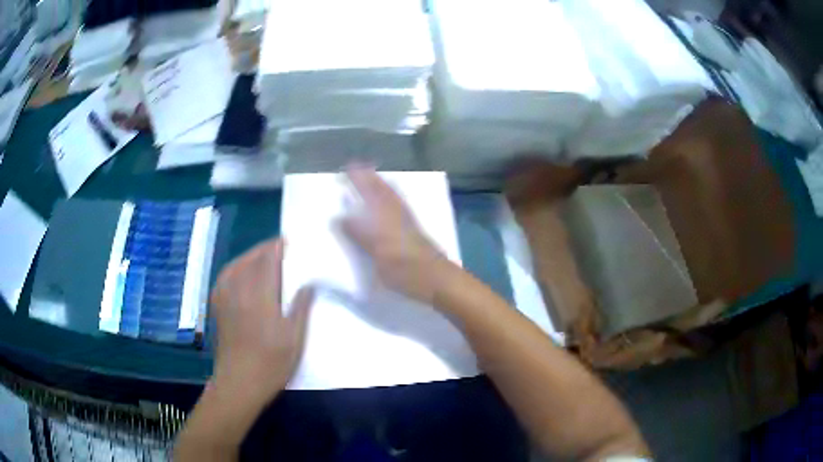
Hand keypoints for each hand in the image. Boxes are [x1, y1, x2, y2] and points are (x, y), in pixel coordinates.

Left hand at [209, 239, 314, 402]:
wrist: (239, 383)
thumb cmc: (271, 363)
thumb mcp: (294, 339)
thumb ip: (300, 308)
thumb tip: (308, 285)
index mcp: (261, 297)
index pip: (267, 262)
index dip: (276, 248)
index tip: (286, 241)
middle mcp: (240, 292)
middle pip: (250, 260)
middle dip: (264, 249)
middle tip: (277, 245)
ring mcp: (226, 299)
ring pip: (235, 266)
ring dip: (248, 255)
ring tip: (260, 254)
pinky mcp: (218, 308)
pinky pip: (223, 278)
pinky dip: (233, 268)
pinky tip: (238, 271)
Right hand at [340, 166, 452, 304]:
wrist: (437, 279)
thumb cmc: (404, 270)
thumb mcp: (377, 255)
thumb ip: (360, 235)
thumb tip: (342, 217)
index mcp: (385, 217)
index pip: (369, 193)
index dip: (358, 180)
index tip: (347, 168)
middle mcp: (397, 213)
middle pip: (382, 190)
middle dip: (369, 178)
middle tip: (358, 166)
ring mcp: (408, 220)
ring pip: (392, 195)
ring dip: (381, 183)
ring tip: (372, 175)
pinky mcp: (414, 229)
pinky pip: (399, 203)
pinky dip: (392, 194)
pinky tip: (391, 197)